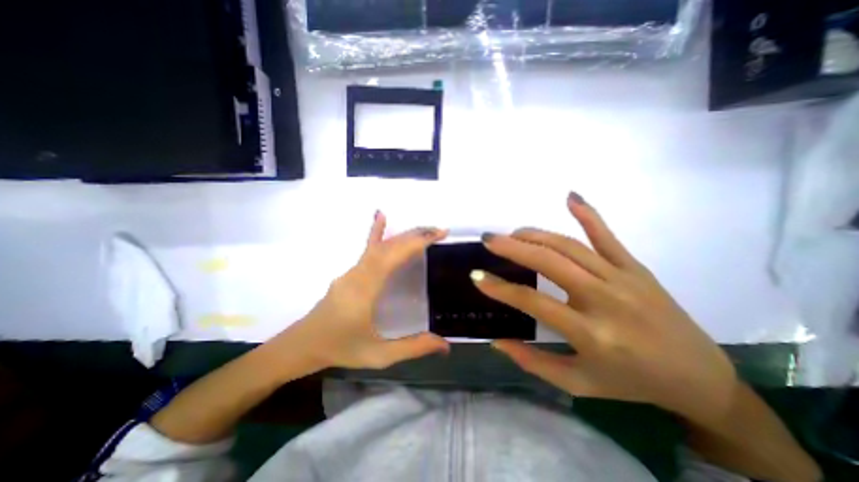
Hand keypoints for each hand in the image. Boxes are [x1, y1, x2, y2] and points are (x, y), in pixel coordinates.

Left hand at [284, 212, 450, 369]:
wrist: (303, 344)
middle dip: (416, 235)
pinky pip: (368, 248)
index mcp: (365, 289)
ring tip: (426, 231)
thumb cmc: (341, 348)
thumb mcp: (379, 355)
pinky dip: (376, 231)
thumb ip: (412, 347)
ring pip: (381, 245)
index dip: (417, 242)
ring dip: (404, 236)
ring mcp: (353, 270)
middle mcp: (359, 273)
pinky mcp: (351, 272)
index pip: (394, 256)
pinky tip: (381, 216)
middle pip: (389, 246)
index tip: (439, 234)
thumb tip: (445, 344)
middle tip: (440, 231)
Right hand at [477, 192, 737, 424]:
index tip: (477, 277)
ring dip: (536, 235)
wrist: (702, 379)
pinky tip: (570, 196)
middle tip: (488, 240)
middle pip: (550, 262)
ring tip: (513, 233)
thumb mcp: (579, 384)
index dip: (500, 289)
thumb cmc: (633, 383)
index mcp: (591, 333)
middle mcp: (605, 299)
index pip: (534, 302)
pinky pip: (608, 236)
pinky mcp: (636, 267)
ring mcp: (623, 278)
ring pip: (570, 246)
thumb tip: (497, 342)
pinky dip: (588, 214)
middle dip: (513, 247)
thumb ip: (533, 362)